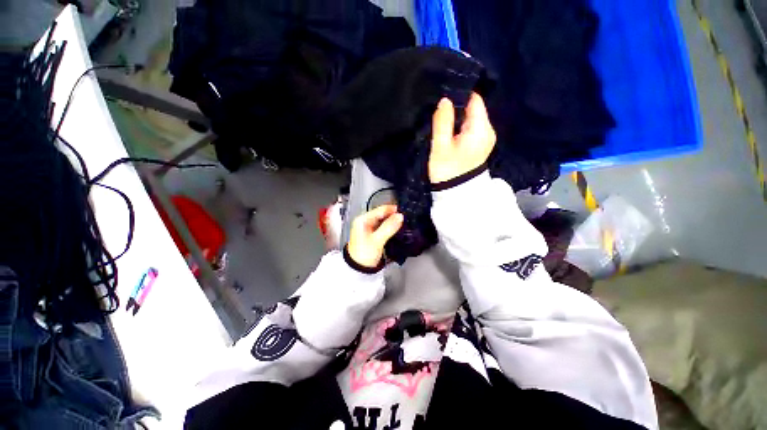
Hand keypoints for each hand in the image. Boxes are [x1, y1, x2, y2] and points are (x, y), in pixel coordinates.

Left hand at [347, 205, 403, 267]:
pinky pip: (383, 228)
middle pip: (382, 215)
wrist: (358, 270)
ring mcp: (369, 228)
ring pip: (384, 221)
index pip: (381, 209)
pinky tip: (397, 230)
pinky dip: (390, 228)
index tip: (405, 212)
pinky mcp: (373, 235)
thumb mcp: (377, 240)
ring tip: (404, 224)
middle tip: (407, 219)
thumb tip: (400, 216)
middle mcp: (365, 222)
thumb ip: (389, 227)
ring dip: (393, 222)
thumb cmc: (364, 254)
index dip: (393, 210)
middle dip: (394, 216)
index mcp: (362, 220)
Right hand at [429, 93, 496, 183]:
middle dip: (457, 108)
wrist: (456, 194)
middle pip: (474, 109)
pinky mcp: (480, 145)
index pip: (475, 100)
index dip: (459, 96)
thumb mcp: (441, 147)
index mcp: (481, 129)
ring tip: (442, 123)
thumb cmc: (447, 171)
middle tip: (439, 114)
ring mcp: (485, 139)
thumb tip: (445, 100)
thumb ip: (442, 122)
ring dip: (457, 119)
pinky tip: (450, 133)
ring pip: (472, 119)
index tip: (443, 99)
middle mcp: (488, 131)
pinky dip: (460, 128)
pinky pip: (471, 129)